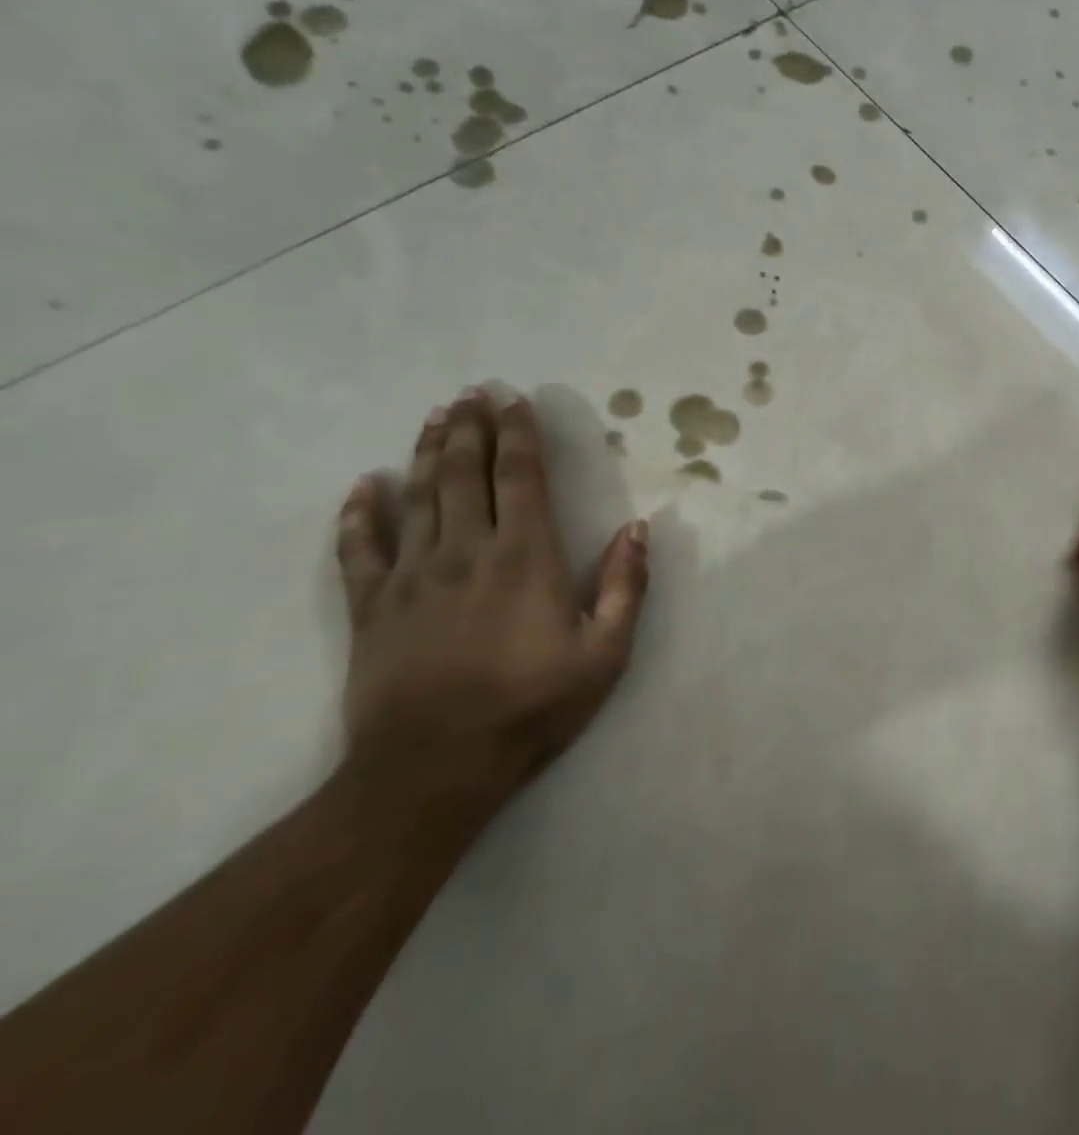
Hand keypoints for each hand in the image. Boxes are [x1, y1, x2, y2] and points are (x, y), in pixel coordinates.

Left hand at [334, 388, 649, 809]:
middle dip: (470, 428)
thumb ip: (626, 586)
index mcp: (525, 557)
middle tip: (471, 391)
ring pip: (417, 496)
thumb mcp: (605, 652)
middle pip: (463, 473)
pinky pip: (359, 548)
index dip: (518, 434)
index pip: (520, 477)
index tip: (515, 400)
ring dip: (426, 451)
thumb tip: (637, 528)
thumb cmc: (531, 707)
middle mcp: (466, 551)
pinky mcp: (372, 606)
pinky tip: (366, 485)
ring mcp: (411, 576)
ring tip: (434, 415)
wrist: (432, 769)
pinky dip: (360, 512)